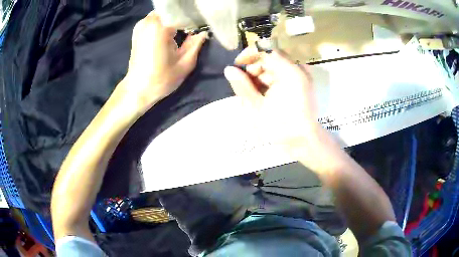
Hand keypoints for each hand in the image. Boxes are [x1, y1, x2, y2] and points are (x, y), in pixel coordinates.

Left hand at [121, 12, 206, 113]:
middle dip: (183, 17)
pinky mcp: (138, 30)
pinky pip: (156, 19)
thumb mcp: (185, 63)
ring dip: (174, 19)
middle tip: (193, 27)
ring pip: (164, 13)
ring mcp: (141, 24)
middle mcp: (149, 21)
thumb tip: (204, 32)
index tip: (201, 25)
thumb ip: (196, 43)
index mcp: (160, 26)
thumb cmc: (161, 79)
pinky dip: (165, 22)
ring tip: (183, 29)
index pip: (182, 12)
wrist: (137, 89)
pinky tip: (171, 32)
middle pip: (172, 10)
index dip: (194, 17)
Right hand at [224, 46, 320, 151]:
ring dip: (261, 76)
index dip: (249, 55)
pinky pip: (282, 75)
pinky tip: (264, 95)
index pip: (266, 50)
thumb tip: (228, 69)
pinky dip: (270, 81)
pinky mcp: (302, 84)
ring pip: (275, 66)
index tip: (237, 65)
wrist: (304, 143)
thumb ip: (242, 86)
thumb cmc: (281, 128)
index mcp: (290, 73)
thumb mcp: (257, 107)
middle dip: (255, 68)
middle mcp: (299, 70)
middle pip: (271, 57)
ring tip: (254, 93)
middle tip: (244, 84)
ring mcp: (302, 77)